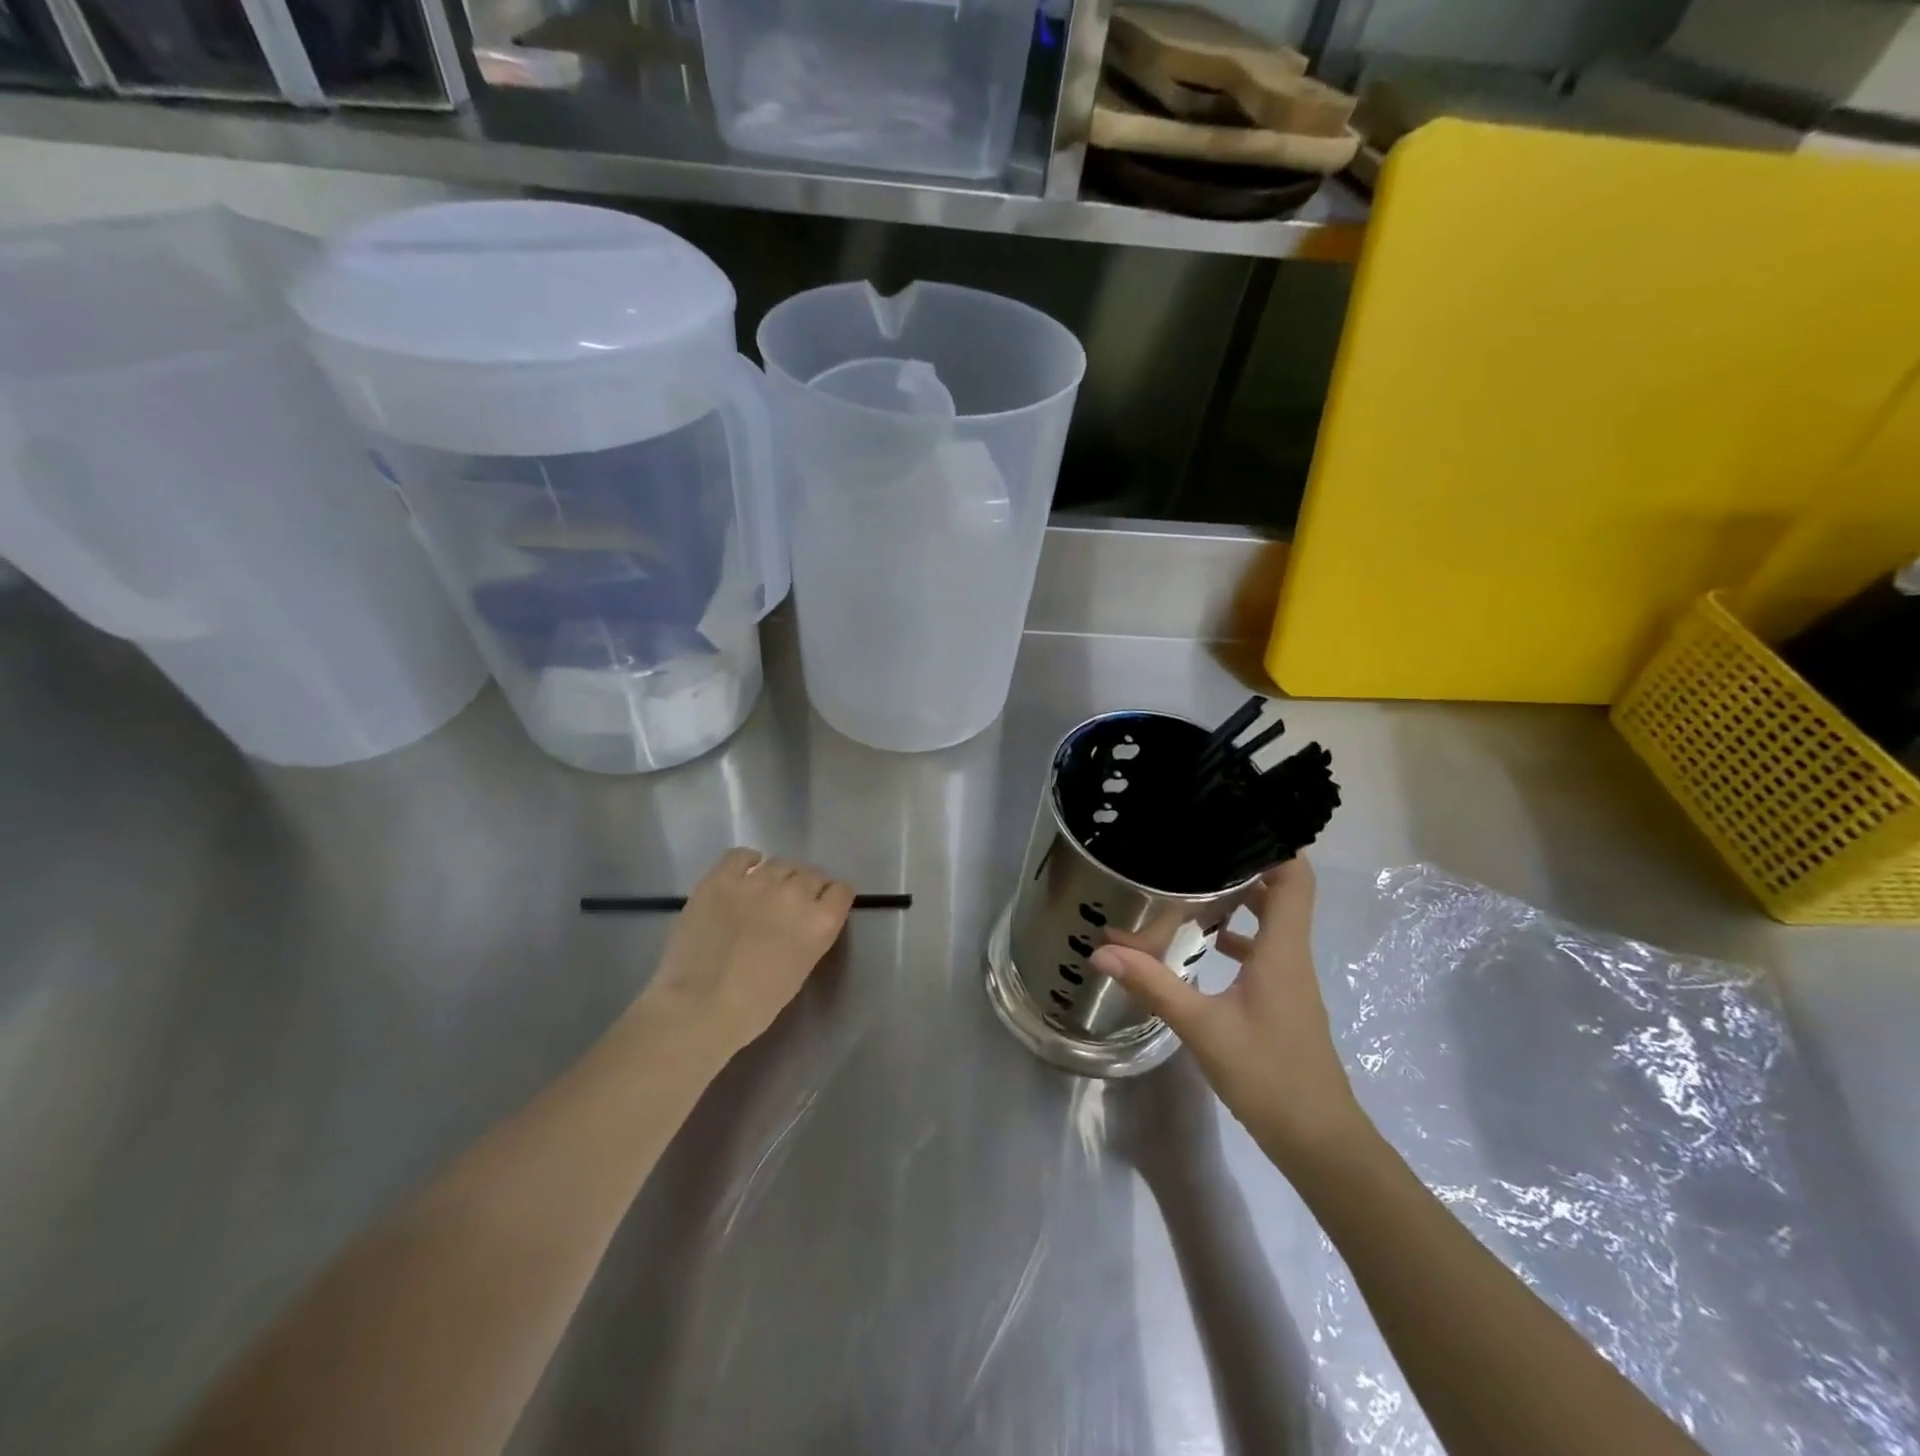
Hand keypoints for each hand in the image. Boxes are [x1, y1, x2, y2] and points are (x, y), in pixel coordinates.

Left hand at [639, 848, 853, 1057]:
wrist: (699, 1008)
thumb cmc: (755, 1005)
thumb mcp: (801, 970)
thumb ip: (810, 936)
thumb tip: (802, 920)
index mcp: (820, 922)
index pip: (841, 890)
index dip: (831, 898)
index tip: (822, 907)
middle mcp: (795, 894)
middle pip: (812, 873)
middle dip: (806, 886)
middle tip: (790, 904)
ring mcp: (757, 882)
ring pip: (781, 862)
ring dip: (779, 876)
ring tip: (765, 892)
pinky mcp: (721, 879)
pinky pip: (740, 855)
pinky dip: (746, 861)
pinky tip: (743, 873)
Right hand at [1089, 858, 1369, 1163]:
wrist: (1319, 1142)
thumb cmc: (1269, 1076)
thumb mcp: (1203, 1027)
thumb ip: (1153, 985)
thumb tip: (1102, 952)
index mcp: (1283, 951)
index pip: (1296, 880)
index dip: (1278, 845)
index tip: (1239, 820)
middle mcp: (1292, 957)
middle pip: (1281, 894)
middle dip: (1247, 867)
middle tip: (1201, 848)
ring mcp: (1289, 981)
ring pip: (1270, 925)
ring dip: (1240, 902)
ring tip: (1192, 886)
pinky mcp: (1280, 1002)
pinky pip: (1262, 953)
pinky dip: (1236, 939)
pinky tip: (1200, 945)